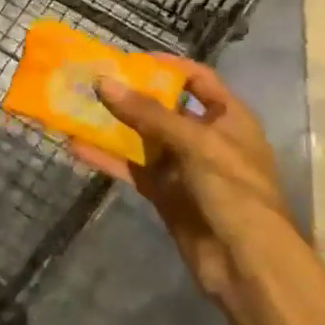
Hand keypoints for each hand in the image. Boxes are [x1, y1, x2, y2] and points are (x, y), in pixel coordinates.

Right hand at [70, 60, 290, 311]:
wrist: (247, 265)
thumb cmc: (234, 191)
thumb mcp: (196, 143)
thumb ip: (148, 113)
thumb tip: (103, 82)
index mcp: (229, 117)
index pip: (198, 79)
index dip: (167, 66)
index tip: (129, 59)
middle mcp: (206, 137)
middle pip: (164, 107)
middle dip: (130, 94)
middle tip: (92, 80)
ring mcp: (184, 167)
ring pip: (143, 138)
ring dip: (113, 125)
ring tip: (77, 107)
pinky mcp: (165, 194)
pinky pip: (133, 169)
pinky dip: (108, 159)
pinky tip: (78, 147)